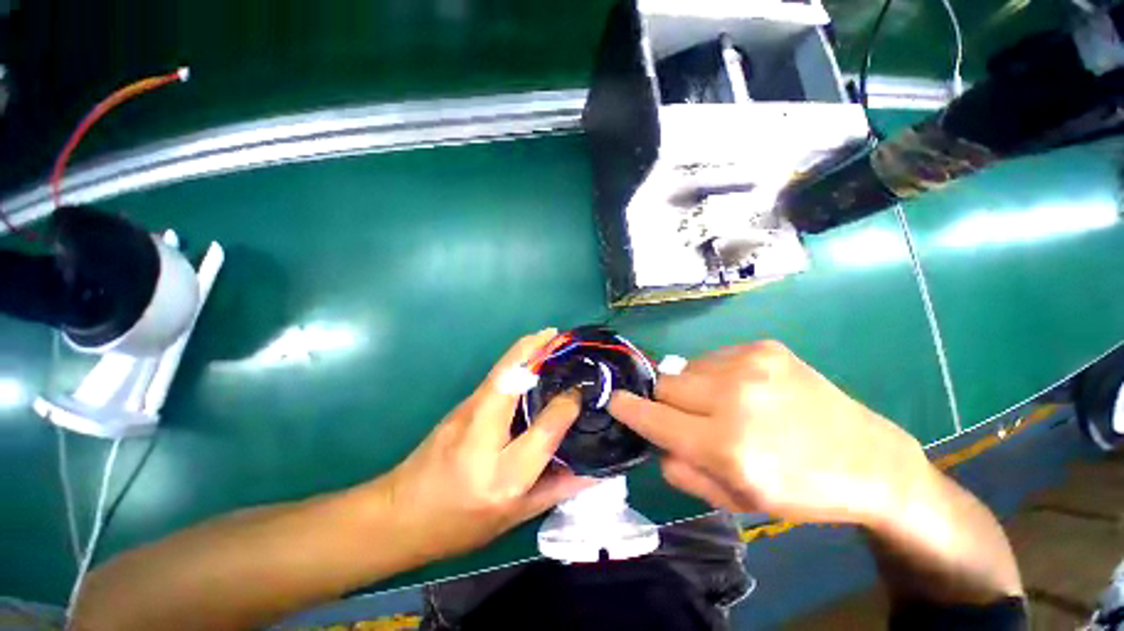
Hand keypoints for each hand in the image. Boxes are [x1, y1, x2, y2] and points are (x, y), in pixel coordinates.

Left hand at [381, 330, 593, 562]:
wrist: (400, 514)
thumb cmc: (460, 523)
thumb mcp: (513, 517)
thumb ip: (556, 490)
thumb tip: (594, 472)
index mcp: (504, 473)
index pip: (547, 426)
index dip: (569, 403)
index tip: (583, 389)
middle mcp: (485, 431)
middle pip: (515, 375)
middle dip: (542, 348)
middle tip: (567, 338)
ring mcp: (468, 410)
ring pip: (503, 367)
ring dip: (529, 348)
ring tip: (554, 340)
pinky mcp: (463, 403)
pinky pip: (498, 373)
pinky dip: (518, 358)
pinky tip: (532, 360)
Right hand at [608, 341, 930, 526]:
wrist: (868, 458)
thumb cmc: (798, 489)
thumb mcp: (734, 500)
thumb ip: (681, 470)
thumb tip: (654, 437)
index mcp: (726, 445)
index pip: (653, 416)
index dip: (628, 407)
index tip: (614, 400)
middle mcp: (734, 397)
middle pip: (665, 384)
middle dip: (665, 401)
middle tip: (687, 416)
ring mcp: (750, 364)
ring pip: (685, 367)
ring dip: (691, 386)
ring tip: (723, 404)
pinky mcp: (763, 347)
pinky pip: (711, 357)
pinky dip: (714, 374)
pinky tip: (744, 390)